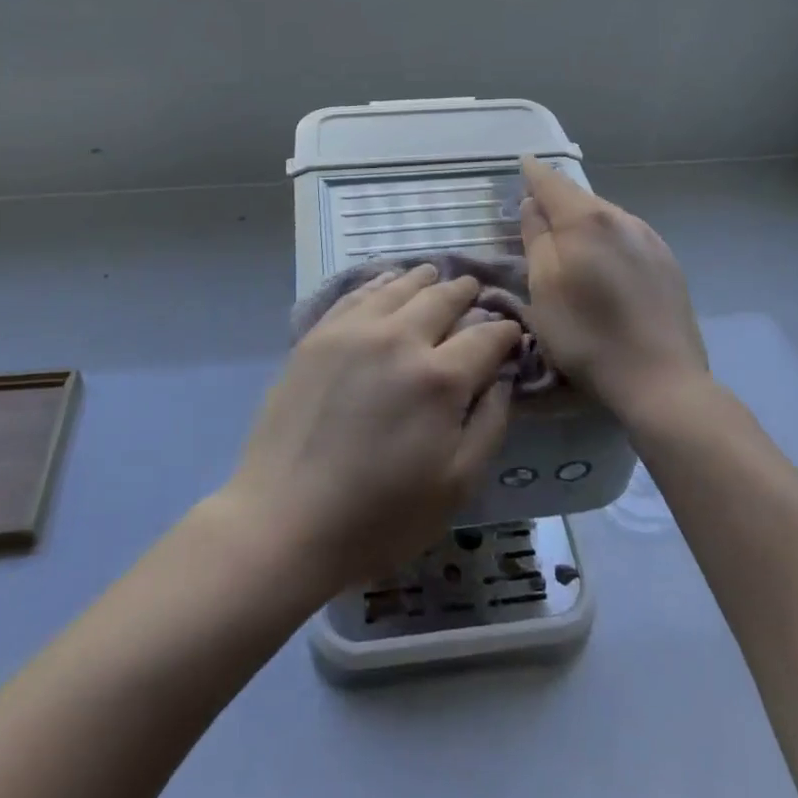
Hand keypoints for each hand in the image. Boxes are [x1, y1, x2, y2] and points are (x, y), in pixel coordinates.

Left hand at [222, 264, 518, 590]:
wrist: (284, 521)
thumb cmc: (380, 517)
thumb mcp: (456, 485)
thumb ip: (490, 423)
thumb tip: (501, 377)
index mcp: (440, 378)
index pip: (486, 335)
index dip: (506, 331)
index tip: (512, 332)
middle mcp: (399, 338)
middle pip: (443, 298)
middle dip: (467, 292)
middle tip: (476, 290)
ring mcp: (353, 331)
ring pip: (399, 286)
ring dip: (425, 280)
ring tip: (435, 276)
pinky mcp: (318, 335)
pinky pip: (357, 293)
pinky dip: (381, 282)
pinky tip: (387, 283)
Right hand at [518, 155, 711, 424]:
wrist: (662, 380)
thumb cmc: (588, 337)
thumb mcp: (542, 289)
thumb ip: (535, 239)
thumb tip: (533, 205)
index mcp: (586, 220)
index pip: (552, 182)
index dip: (533, 173)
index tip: (523, 163)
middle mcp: (622, 217)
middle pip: (580, 198)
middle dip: (557, 199)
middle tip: (537, 212)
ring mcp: (650, 238)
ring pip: (605, 216)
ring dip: (583, 221)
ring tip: (569, 242)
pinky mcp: (668, 262)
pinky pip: (626, 236)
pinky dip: (606, 239)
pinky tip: (604, 264)